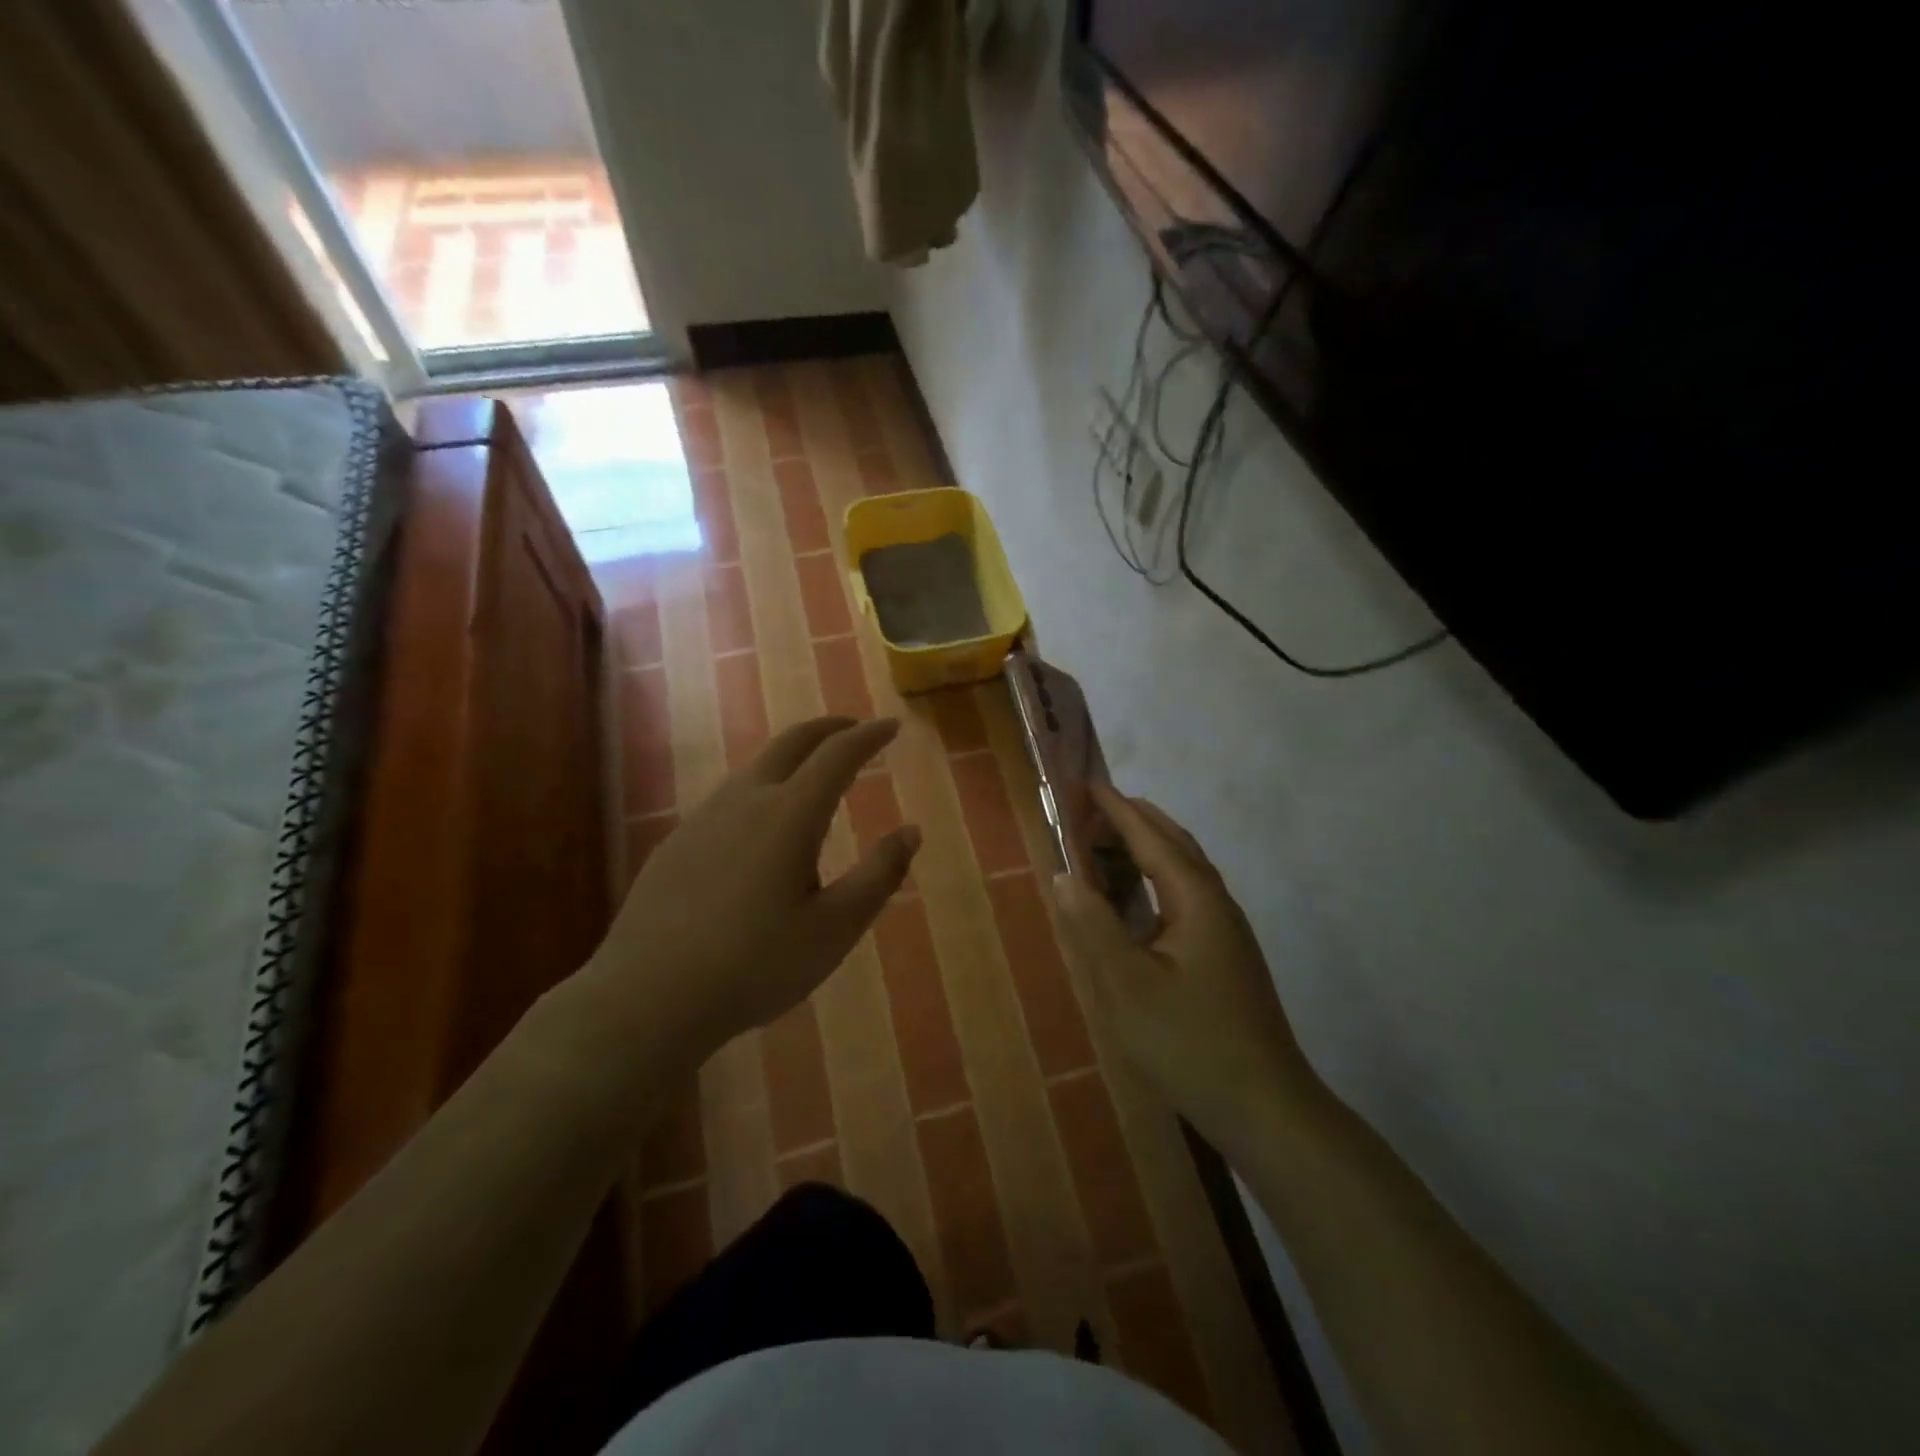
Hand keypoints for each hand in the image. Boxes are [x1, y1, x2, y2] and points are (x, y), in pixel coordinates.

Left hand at [575, 717, 919, 1063]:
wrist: (648, 997)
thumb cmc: (755, 965)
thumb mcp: (835, 928)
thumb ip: (879, 875)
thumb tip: (911, 831)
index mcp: (790, 815)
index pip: (838, 755)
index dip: (869, 736)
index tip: (891, 726)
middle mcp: (745, 800)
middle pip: (791, 743)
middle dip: (828, 729)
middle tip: (854, 729)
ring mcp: (704, 818)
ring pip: (756, 768)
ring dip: (792, 757)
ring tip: (813, 774)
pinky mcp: (677, 842)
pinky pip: (730, 797)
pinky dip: (761, 787)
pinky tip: (760, 824)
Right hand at [1051, 785, 1316, 1143]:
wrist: (1265, 1106)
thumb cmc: (1190, 1042)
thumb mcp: (1127, 986)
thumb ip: (1093, 926)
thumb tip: (1064, 874)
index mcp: (1196, 898)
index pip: (1150, 836)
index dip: (1115, 809)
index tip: (1084, 784)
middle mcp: (1216, 903)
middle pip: (1173, 844)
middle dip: (1131, 821)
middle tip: (1087, 813)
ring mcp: (1225, 930)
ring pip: (1181, 871)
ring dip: (1143, 850)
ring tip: (1102, 850)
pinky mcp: (1224, 955)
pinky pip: (1183, 897)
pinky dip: (1152, 882)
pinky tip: (1133, 905)